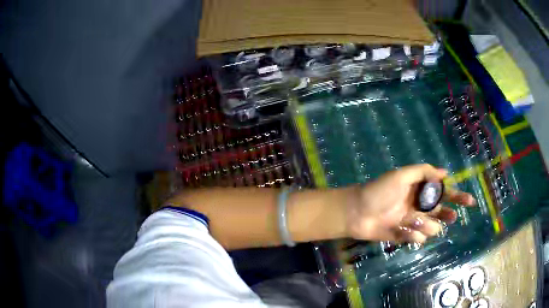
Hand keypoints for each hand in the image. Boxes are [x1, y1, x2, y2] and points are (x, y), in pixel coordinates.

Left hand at [345, 164, 475, 243]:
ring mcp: (414, 223)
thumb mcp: (401, 175)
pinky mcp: (406, 236)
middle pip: (443, 212)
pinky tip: (400, 229)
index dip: (458, 197)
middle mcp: (421, 207)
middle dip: (449, 214)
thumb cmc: (379, 191)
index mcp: (421, 191)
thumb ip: (423, 172)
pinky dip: (412, 234)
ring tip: (411, 220)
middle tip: (452, 216)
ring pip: (433, 228)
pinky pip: (418, 238)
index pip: (444, 193)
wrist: (358, 212)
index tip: (469, 202)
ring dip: (426, 225)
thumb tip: (445, 172)